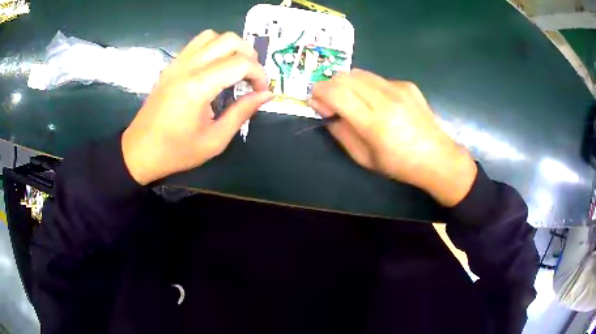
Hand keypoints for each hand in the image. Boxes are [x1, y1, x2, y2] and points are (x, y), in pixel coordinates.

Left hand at [122, 30, 272, 184]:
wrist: (140, 151)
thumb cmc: (176, 151)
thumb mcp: (215, 140)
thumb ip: (242, 112)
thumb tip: (267, 94)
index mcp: (198, 87)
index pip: (240, 63)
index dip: (259, 74)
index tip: (262, 91)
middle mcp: (188, 67)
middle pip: (229, 40)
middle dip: (249, 55)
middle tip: (251, 77)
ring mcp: (177, 63)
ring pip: (212, 36)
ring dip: (230, 47)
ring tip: (234, 68)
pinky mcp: (171, 66)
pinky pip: (197, 43)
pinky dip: (213, 48)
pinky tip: (215, 68)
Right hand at [309, 69, 476, 206]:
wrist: (438, 157)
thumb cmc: (400, 165)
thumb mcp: (365, 158)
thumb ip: (342, 133)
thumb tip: (328, 113)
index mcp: (375, 123)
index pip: (336, 92)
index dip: (319, 93)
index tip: (318, 104)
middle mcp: (386, 99)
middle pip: (344, 76)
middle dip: (330, 86)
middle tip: (333, 104)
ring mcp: (398, 88)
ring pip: (359, 73)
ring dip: (348, 84)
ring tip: (355, 102)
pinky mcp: (407, 84)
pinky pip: (377, 79)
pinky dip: (368, 87)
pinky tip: (379, 103)